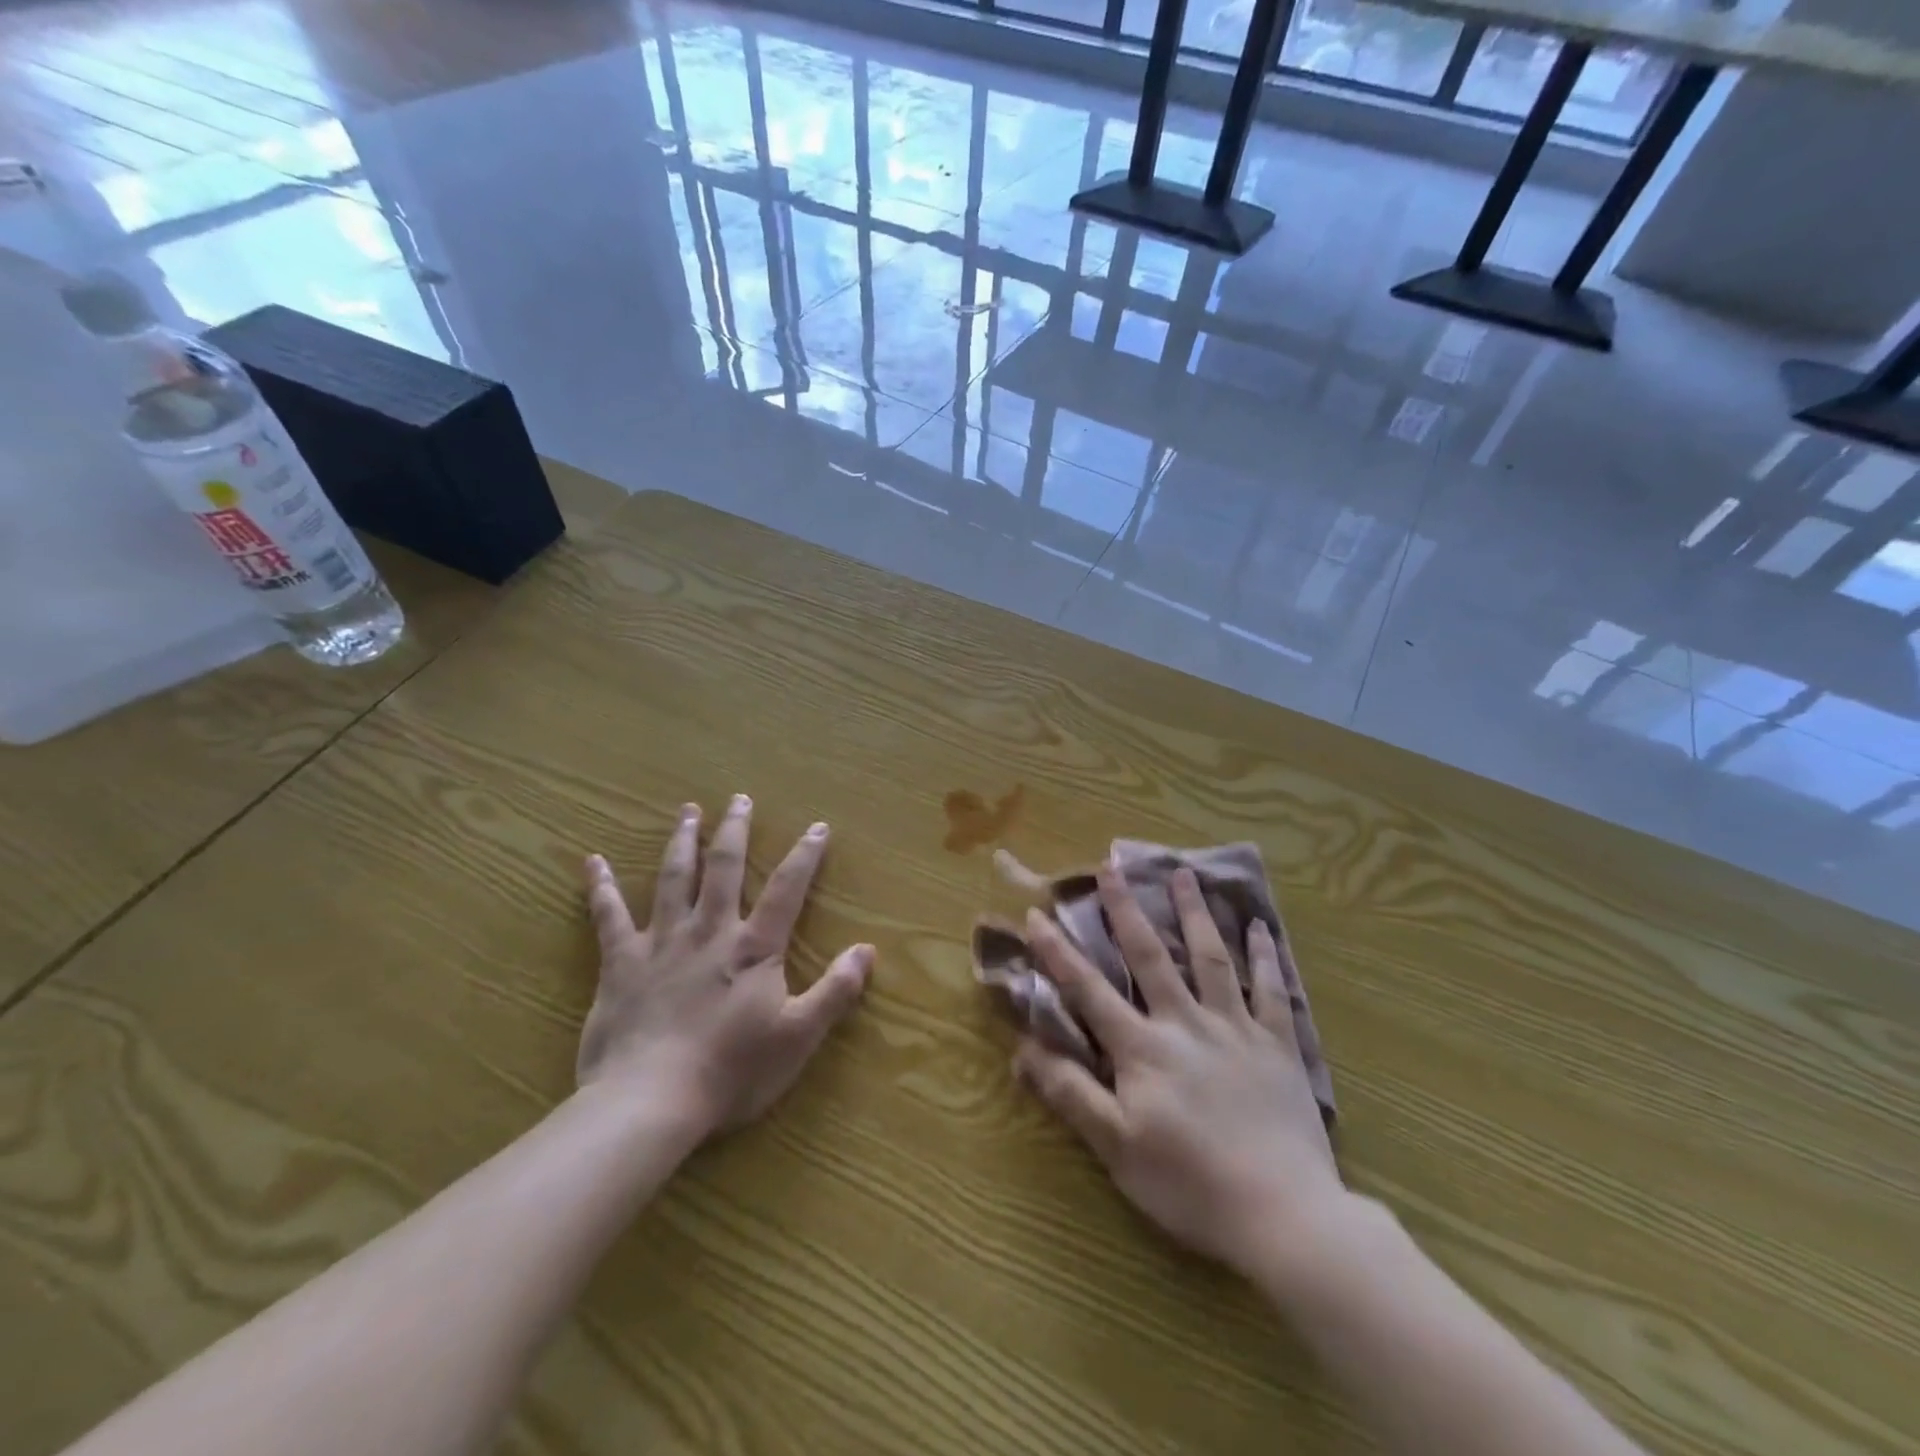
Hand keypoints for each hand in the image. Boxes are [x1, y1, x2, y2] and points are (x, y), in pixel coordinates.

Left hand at [577, 795, 872, 1137]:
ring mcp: (662, 943)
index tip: (817, 826)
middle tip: (739, 797)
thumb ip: (835, 991)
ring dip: (682, 842)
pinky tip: (592, 861)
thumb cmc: (731, 1071)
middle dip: (735, 830)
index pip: (786, 889)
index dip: (804, 856)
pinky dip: (601, 887)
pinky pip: (609, 917)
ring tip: (688, 811)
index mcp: (753, 948)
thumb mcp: (798, 1036)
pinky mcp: (621, 964)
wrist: (649, 1102)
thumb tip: (868, 950)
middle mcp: (709, 931)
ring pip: (673, 879)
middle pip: (724, 868)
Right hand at [1014, 866, 1344, 1271]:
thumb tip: (1022, 1050)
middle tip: (1111, 865)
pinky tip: (1260, 926)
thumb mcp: (1117, 1149)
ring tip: (1184, 874)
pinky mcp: (1278, 1045)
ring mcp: (1236, 1029)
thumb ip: (1070, 1094)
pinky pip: (1271, 990)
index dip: (1058, 952)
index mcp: (1143, 1048)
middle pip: (1150, 956)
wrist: (1286, 1216)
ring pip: (1210, 958)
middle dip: (1126, 909)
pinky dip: (1265, 956)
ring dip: (1194, 914)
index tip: (1037, 913)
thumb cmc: (1191, 1186)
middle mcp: (1185, 1023)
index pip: (1089, 990)